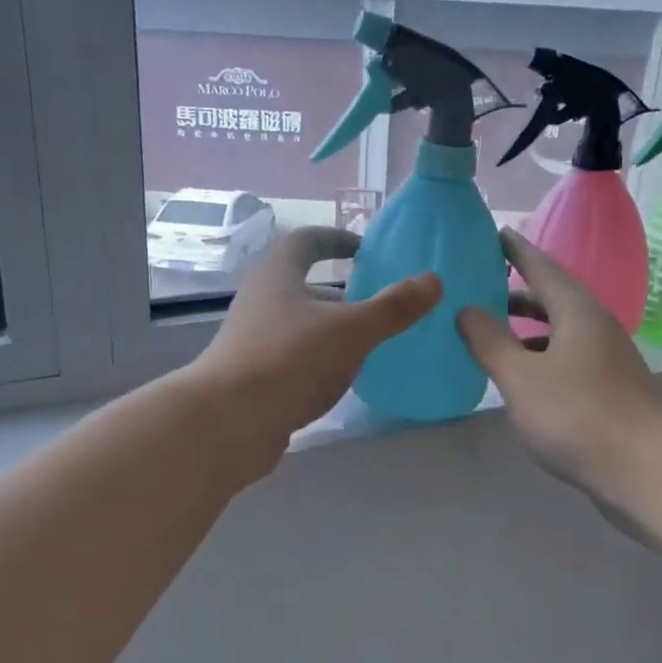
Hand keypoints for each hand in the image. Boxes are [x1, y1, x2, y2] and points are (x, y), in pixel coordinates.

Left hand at [190, 227, 440, 478]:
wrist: (228, 423)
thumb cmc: (289, 360)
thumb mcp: (351, 330)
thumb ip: (393, 307)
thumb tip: (433, 280)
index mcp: (278, 275)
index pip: (307, 241)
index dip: (337, 239)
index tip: (365, 250)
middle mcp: (262, 301)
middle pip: (305, 285)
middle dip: (344, 292)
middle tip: (382, 304)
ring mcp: (254, 341)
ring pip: (302, 325)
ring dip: (334, 329)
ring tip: (373, 344)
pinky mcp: (255, 377)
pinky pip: (296, 358)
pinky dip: (322, 361)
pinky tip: (345, 380)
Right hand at [456, 230, 661, 503]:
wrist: (644, 470)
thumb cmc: (576, 415)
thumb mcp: (521, 377)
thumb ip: (489, 341)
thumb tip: (466, 309)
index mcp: (577, 312)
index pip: (541, 267)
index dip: (516, 250)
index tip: (494, 233)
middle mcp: (596, 327)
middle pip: (552, 298)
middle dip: (516, 292)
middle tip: (480, 288)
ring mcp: (606, 359)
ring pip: (560, 331)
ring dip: (527, 329)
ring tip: (492, 334)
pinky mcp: (609, 389)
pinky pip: (566, 358)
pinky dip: (539, 357)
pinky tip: (521, 379)